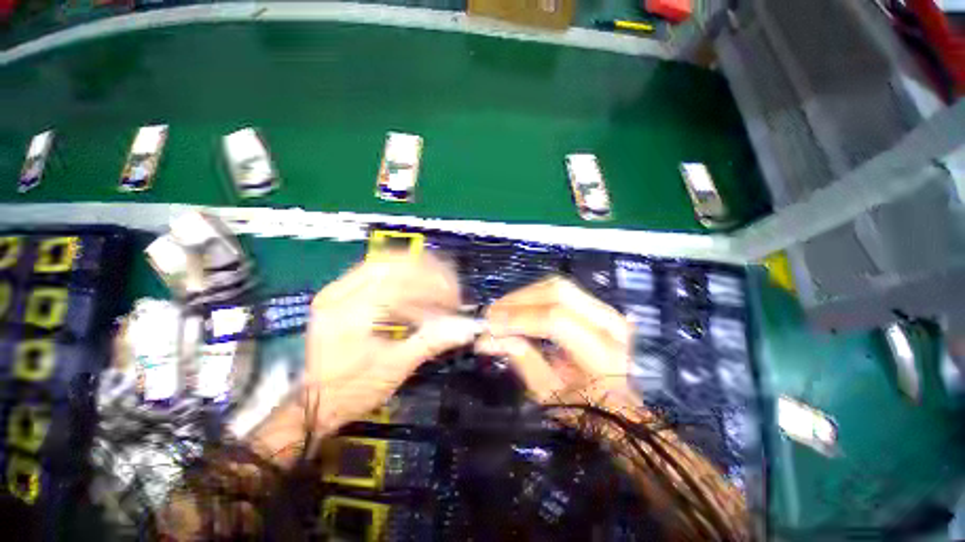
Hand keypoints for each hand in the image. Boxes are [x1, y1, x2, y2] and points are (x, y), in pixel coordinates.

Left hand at [251, 252, 477, 462]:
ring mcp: (337, 289)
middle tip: (449, 289)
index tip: (454, 302)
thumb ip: (431, 342)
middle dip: (429, 272)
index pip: (401, 282)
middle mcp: (339, 292)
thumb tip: (466, 328)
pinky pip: (377, 271)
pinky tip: (417, 290)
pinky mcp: (340, 292)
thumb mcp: (394, 369)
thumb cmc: (350, 392)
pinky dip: (403, 276)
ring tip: (438, 287)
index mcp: (350, 313)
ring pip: (384, 261)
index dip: (435, 287)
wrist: (307, 403)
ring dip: (417, 271)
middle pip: (392, 262)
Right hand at [476, 276, 635, 411]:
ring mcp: (606, 309)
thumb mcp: (549, 393)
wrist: (618, 403)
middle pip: (557, 292)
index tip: (490, 324)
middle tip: (492, 313)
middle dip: (518, 300)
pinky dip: (534, 295)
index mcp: (603, 353)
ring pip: (557, 285)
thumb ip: (521, 359)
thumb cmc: (585, 407)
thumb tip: (487, 338)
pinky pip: (560, 289)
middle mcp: (610, 322)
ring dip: (523, 295)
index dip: (518, 318)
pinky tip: (517, 307)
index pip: (555, 320)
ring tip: (501, 310)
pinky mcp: (596, 304)